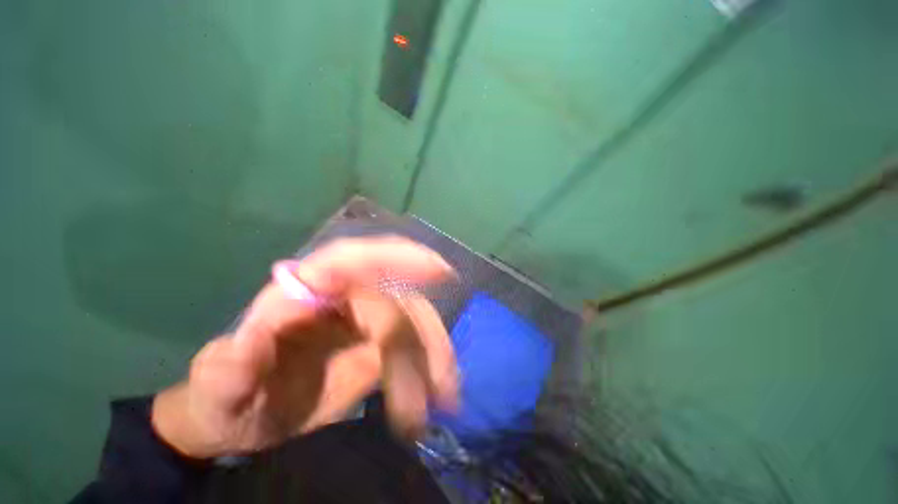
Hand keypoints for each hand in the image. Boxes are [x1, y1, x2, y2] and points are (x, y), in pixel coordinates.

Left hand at [152, 236, 458, 458]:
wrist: (247, 418)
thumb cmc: (228, 400)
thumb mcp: (217, 392)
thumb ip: (228, 370)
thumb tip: (252, 340)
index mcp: (301, 294)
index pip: (352, 260)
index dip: (397, 257)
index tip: (438, 270)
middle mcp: (342, 296)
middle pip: (397, 302)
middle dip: (421, 342)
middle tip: (440, 390)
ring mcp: (366, 317)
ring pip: (414, 322)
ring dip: (434, 355)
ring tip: (446, 397)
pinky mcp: (380, 339)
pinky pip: (415, 341)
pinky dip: (432, 361)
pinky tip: (441, 387)